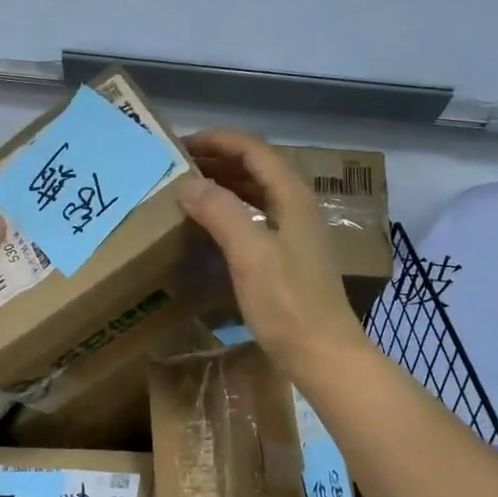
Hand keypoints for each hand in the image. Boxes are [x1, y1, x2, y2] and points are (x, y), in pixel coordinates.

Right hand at [177, 130, 371, 382]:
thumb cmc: (288, 304)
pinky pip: (253, 217)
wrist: (323, 355)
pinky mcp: (285, 256)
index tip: (179, 145)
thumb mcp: (251, 254)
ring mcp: (293, 232)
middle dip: (216, 159)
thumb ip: (220, 212)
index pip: (253, 149)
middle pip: (255, 167)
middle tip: (175, 166)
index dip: (217, 140)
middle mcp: (295, 206)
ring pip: (254, 192)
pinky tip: (207, 224)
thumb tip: (187, 184)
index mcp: (292, 197)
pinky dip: (228, 211)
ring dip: (221, 184)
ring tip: (185, 189)